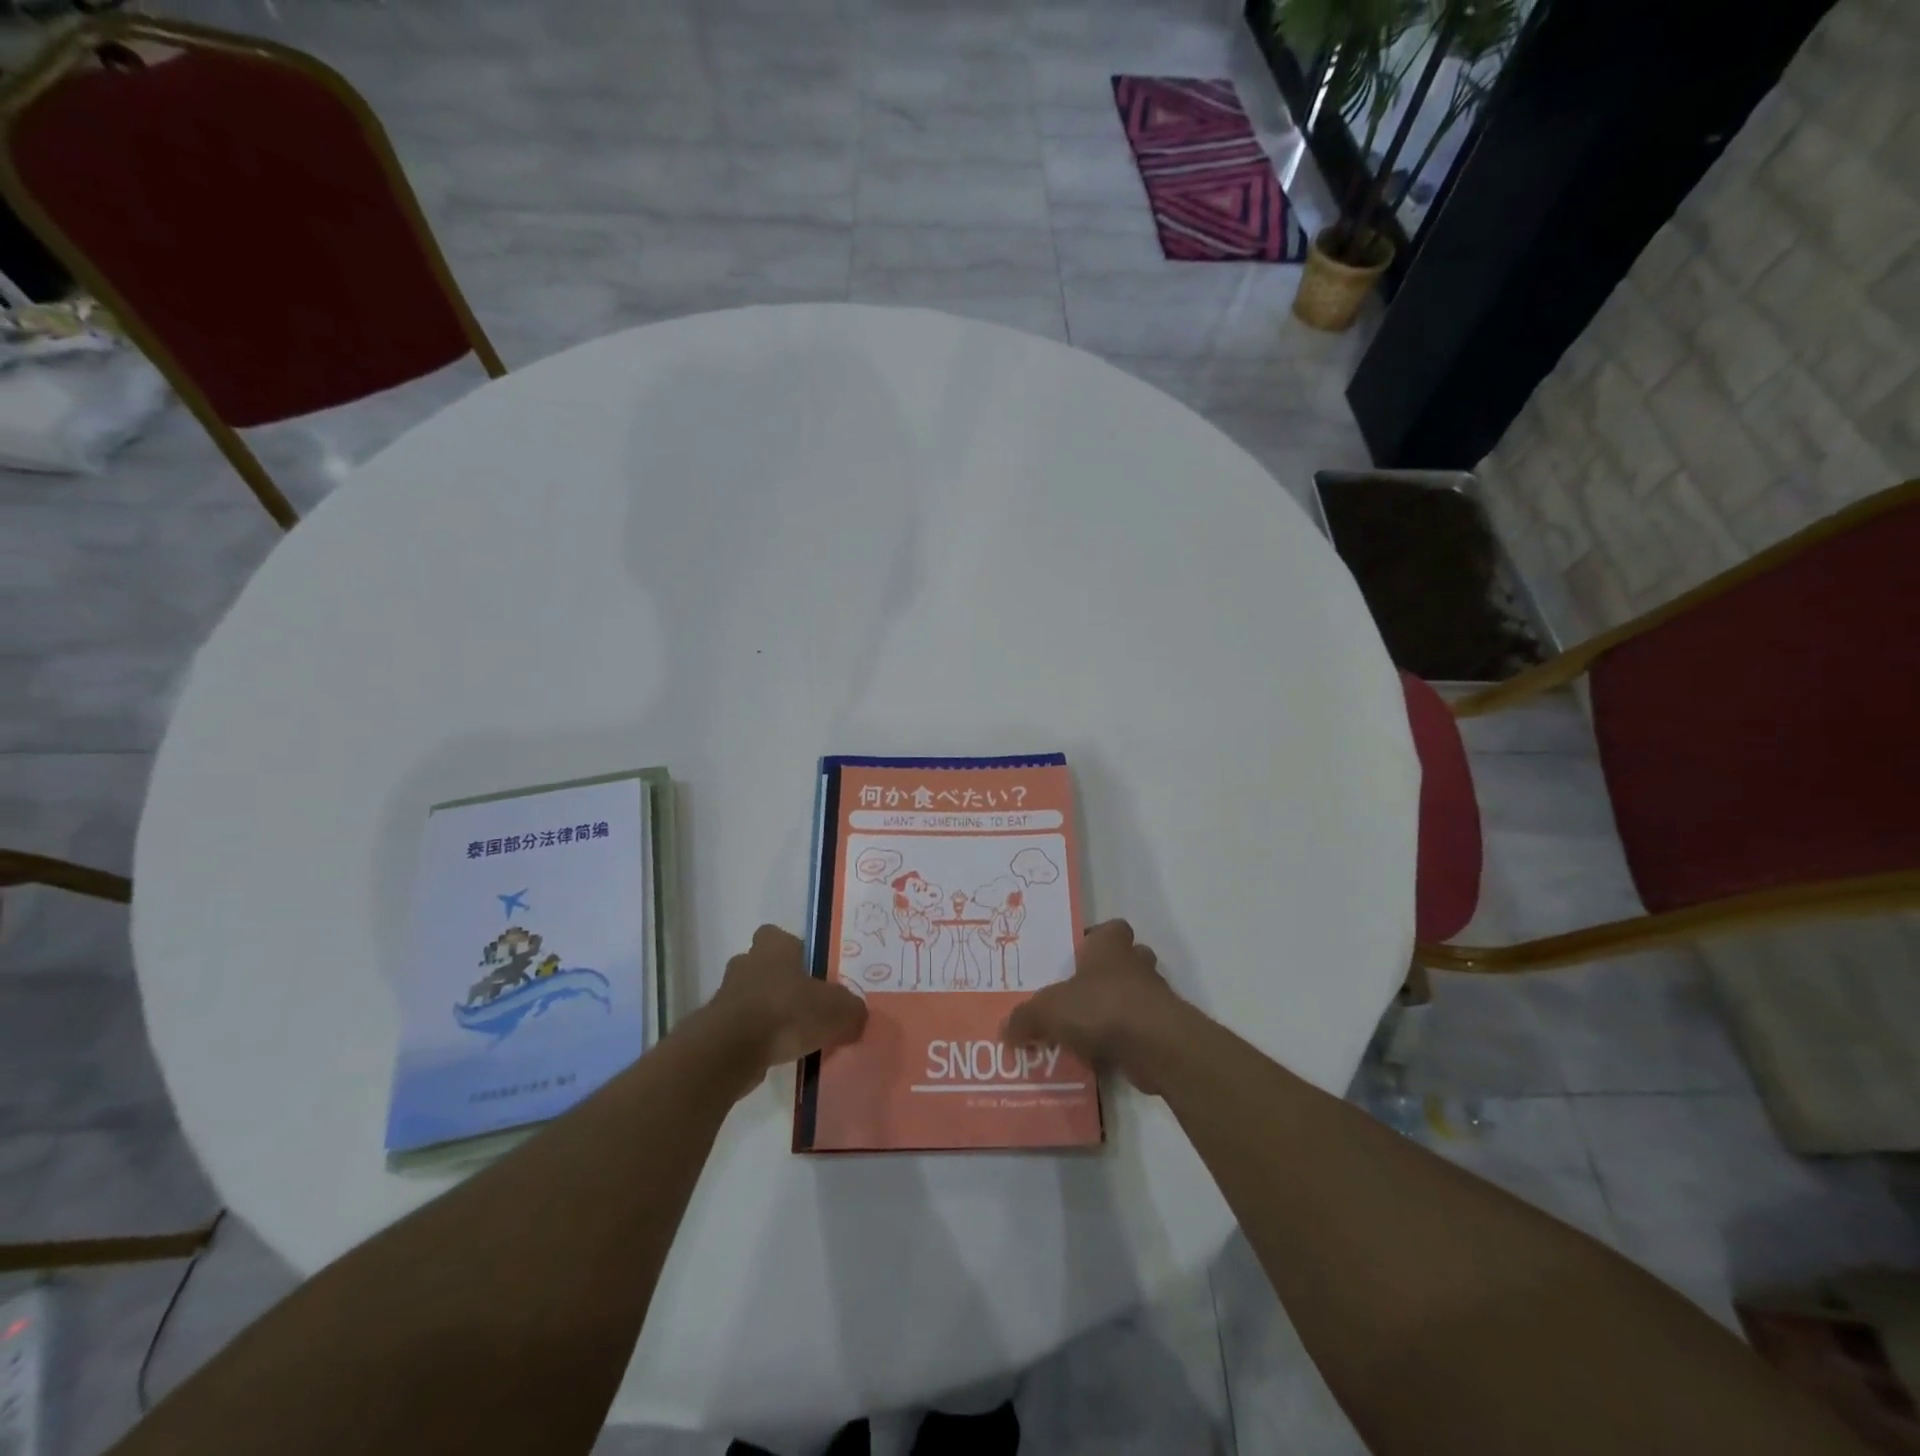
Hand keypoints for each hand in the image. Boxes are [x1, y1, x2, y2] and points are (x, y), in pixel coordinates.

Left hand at [704, 925, 867, 1088]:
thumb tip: (855, 1016)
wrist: (730, 1050)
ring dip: (766, 1013)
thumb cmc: (786, 1013)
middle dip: (780, 983)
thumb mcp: (838, 1011)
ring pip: (751, 998)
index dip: (794, 951)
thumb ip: (851, 1010)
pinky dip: (755, 1039)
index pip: (779, 936)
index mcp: (774, 947)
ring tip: (792, 1036)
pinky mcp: (715, 1028)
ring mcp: (726, 996)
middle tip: (804, 1005)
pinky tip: (775, 1055)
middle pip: (763, 966)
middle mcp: (747, 964)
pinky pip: (741, 1028)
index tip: (810, 971)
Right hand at [1003, 920, 1184, 1092]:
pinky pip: (1138, 1030)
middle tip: (1077, 995)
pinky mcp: (1163, 1030)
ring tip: (1084, 1031)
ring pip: (1134, 996)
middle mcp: (1136, 964)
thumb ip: (1025, 1017)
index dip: (1095, 940)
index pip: (1110, 929)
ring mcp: (1154, 997)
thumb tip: (1004, 1028)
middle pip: (1125, 961)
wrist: (1155, 1045)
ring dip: (1115, 1010)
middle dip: (1106, 976)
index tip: (1076, 957)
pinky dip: (1122, 1040)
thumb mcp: (1048, 1010)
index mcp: (1110, 946)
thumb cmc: (1100, 1007)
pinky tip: (1098, 1057)